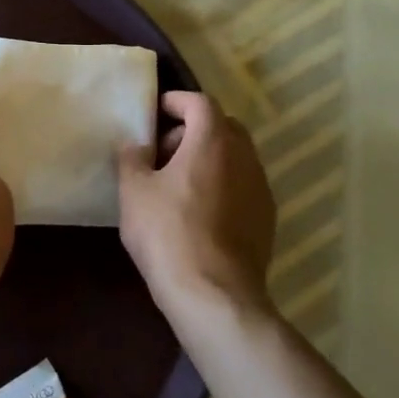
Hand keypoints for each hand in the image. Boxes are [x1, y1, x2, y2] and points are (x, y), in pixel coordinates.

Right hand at [118, 91, 276, 324]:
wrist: (214, 296)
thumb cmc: (168, 233)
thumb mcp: (134, 191)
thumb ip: (132, 158)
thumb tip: (135, 145)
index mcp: (213, 140)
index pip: (200, 102)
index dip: (176, 101)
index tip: (156, 112)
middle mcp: (244, 156)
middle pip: (222, 126)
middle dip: (193, 130)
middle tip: (164, 152)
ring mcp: (261, 188)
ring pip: (235, 157)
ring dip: (209, 159)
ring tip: (178, 184)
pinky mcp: (266, 218)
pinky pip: (243, 185)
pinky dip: (222, 184)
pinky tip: (199, 212)